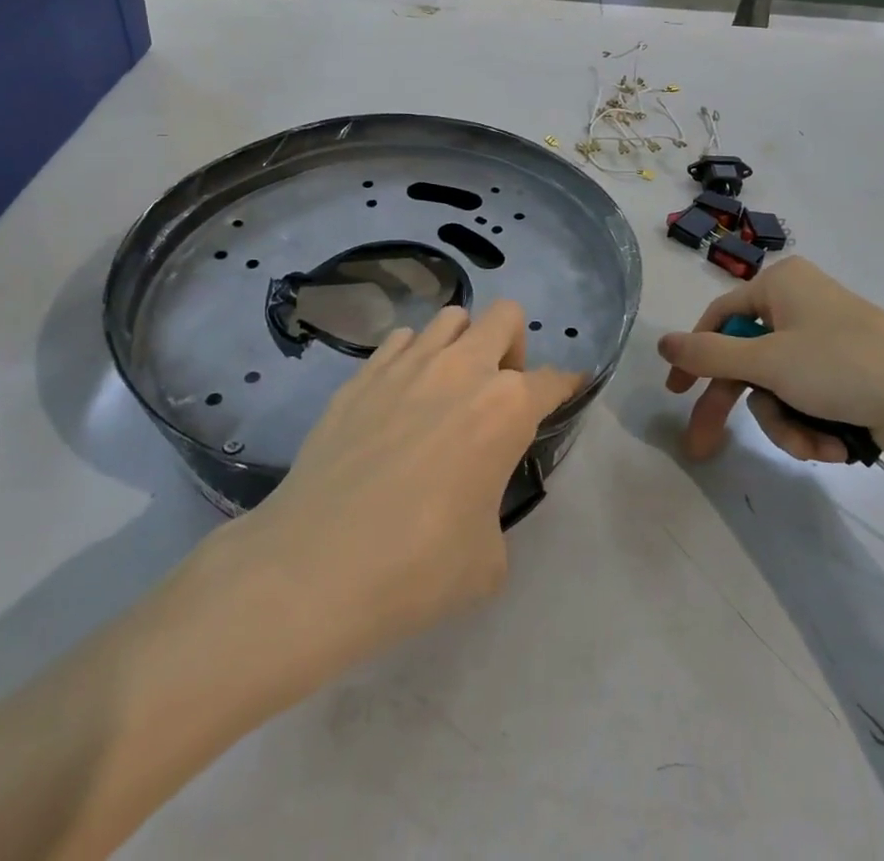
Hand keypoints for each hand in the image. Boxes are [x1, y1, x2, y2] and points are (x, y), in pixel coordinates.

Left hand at [236, 301, 579, 667]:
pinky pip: (401, 341)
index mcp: (506, 408)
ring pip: (451, 317)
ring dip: (463, 343)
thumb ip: (494, 508)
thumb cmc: (417, 567)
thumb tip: (473, 498)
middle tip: (499, 391)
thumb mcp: (487, 559)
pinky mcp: (362, 373)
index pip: (553, 380)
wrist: (316, 566)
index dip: (566, 386)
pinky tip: (401, 398)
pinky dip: (413, 358)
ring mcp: (407, 363)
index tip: (567, 391)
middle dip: (514, 346)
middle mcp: (462, 369)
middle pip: (506, 316)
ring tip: (449, 388)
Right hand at [659, 257, 883, 469]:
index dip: (694, 357)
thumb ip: (709, 354)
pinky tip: (835, 445)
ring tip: (813, 444)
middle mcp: (800, 306)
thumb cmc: (846, 366)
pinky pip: (807, 399)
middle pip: (747, 359)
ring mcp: (826, 342)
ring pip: (777, 388)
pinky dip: (812, 425)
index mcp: (780, 285)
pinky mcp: (848, 375)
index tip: (676, 395)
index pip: (719, 318)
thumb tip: (661, 341)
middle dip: (736, 406)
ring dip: (786, 423)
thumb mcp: (769, 361)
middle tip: (704, 448)